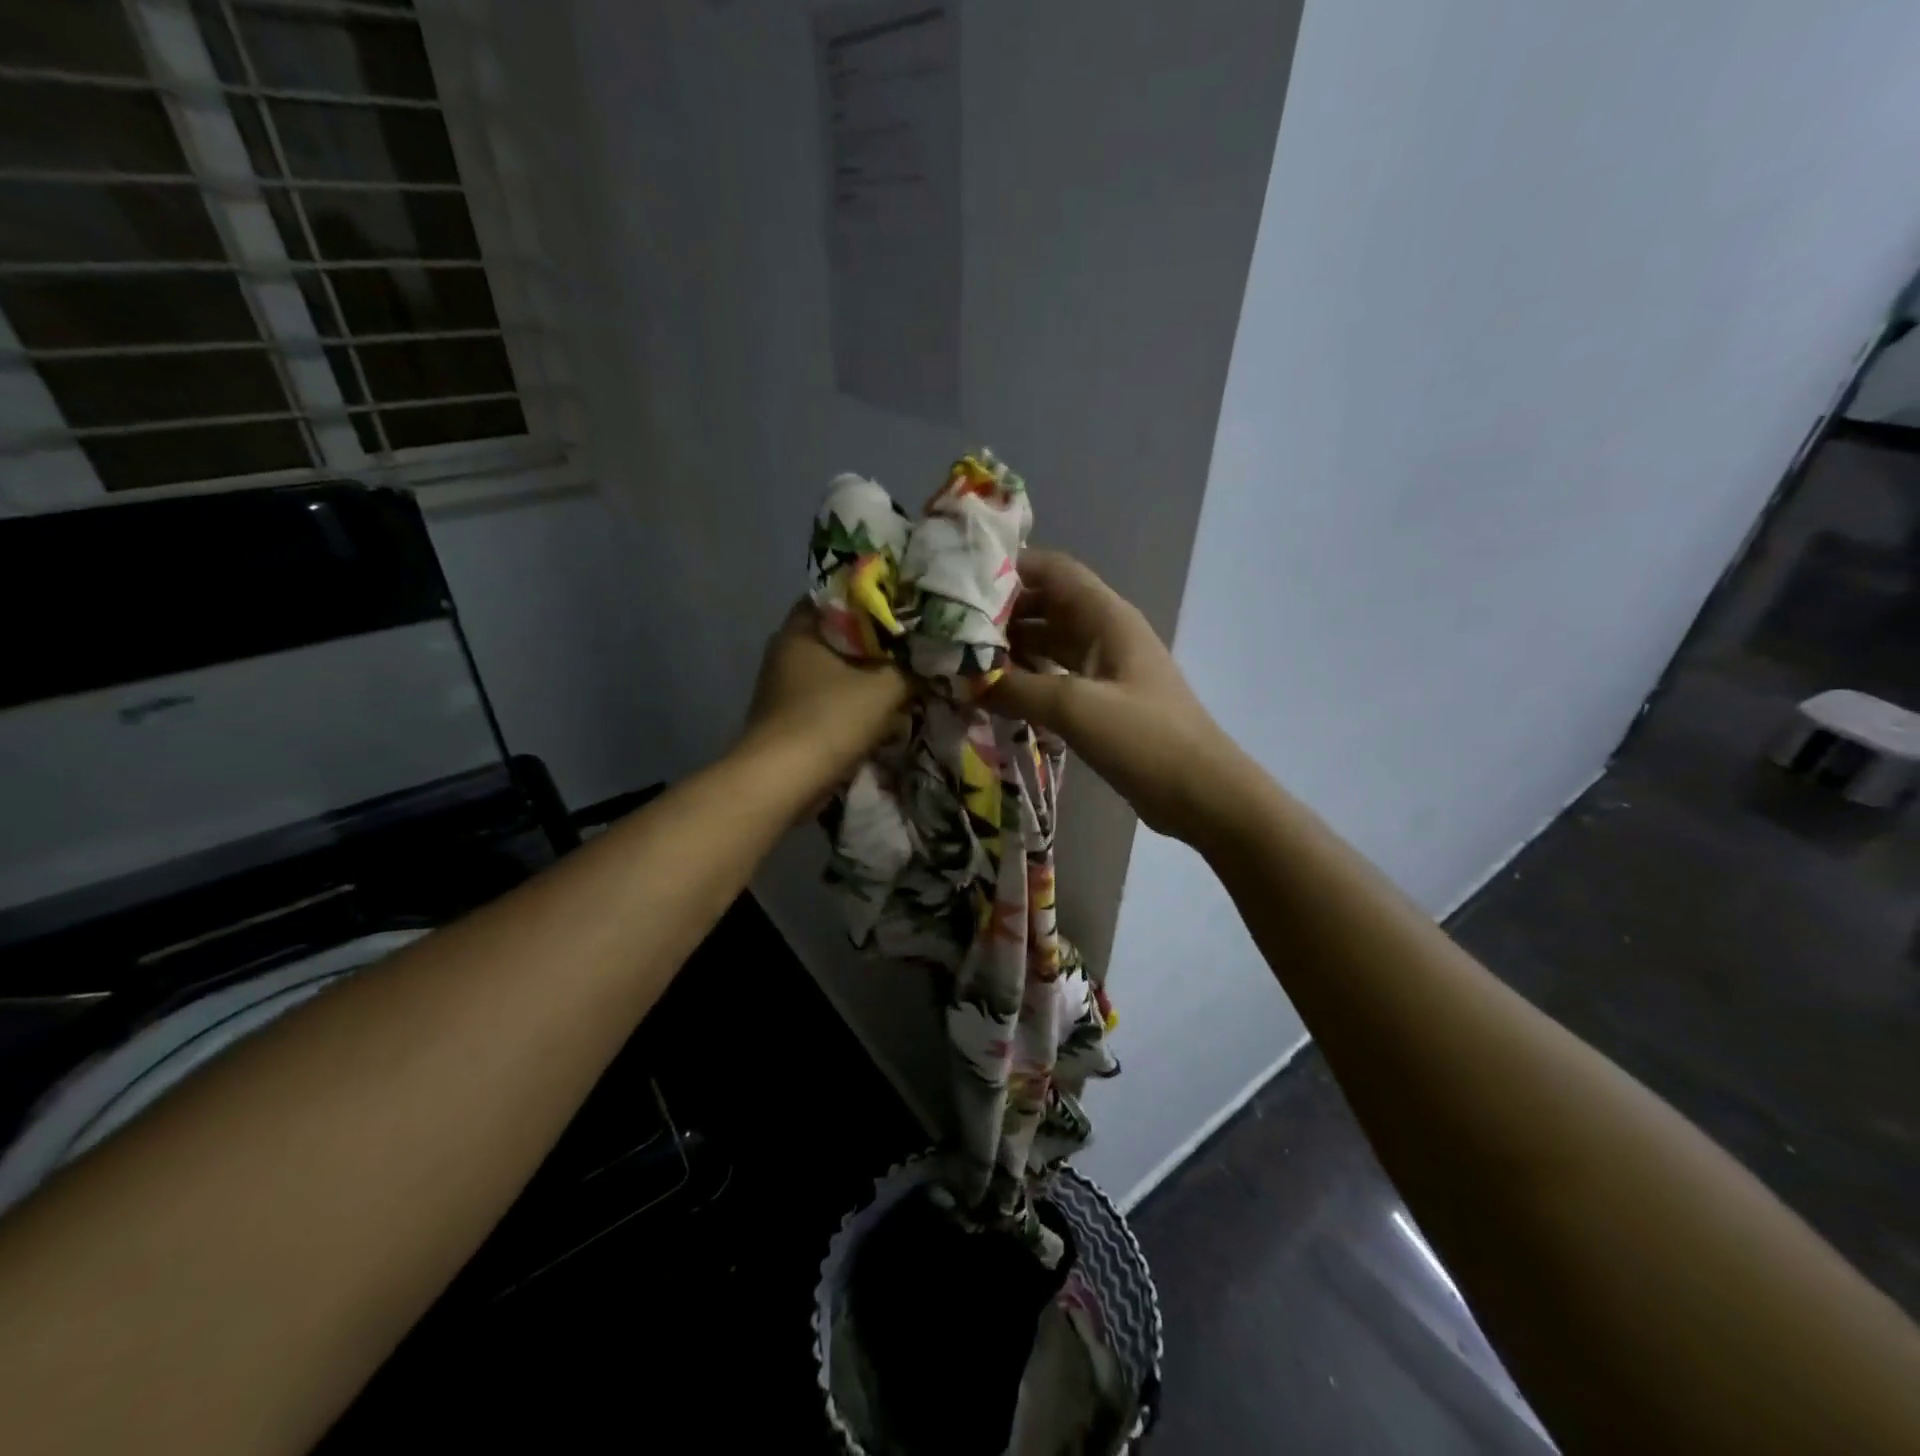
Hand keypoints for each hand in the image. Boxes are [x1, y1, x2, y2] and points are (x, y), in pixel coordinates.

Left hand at [740, 602, 910, 793]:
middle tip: (915, 648)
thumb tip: (930, 661)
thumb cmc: (829, 719)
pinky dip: (856, 705)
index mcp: (800, 629)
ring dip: (869, 679)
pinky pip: (832, 700)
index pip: (840, 597)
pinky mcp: (792, 718)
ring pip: (839, 672)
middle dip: (878, 646)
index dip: (875, 599)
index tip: (907, 609)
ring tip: (907, 682)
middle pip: (842, 637)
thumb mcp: (884, 688)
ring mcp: (786, 687)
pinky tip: (884, 715)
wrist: (782, 782)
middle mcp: (787, 651)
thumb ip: (911, 669)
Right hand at [986, 550, 1241, 843]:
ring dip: (1012, 649)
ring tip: (964, 661)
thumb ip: (1016, 689)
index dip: (1011, 568)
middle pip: (1047, 605)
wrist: (1201, 793)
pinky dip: (1028, 680)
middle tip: (952, 629)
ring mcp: (1106, 669)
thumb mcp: (1075, 707)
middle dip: (1003, 613)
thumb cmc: (1144, 738)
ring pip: (1050, 644)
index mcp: (1107, 617)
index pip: (1054, 571)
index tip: (962, 582)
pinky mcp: (1104, 702)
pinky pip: (1057, 677)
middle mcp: (1106, 633)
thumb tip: (964, 680)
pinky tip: (997, 695)